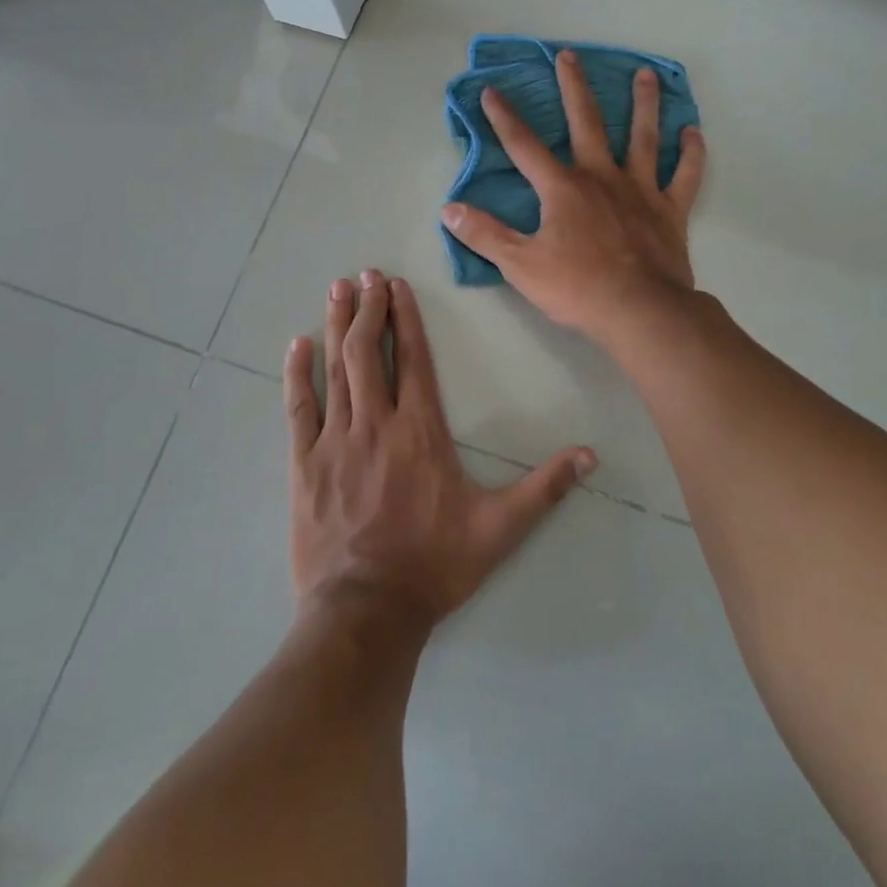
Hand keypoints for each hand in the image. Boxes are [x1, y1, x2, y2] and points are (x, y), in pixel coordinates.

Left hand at [285, 270, 596, 628]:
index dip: (406, 317)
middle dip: (368, 308)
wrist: (366, 612)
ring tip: (337, 290)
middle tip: (365, 274)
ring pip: (337, 369)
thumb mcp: (500, 528)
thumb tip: (590, 456)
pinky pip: (299, 409)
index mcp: (421, 431)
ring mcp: (336, 441)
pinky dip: (297, 374)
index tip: (396, 284)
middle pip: (370, 352)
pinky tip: (296, 345)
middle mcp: (376, 423)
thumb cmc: (434, 565)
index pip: (414, 359)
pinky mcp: (305, 464)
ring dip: (337, 326)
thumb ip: (544, 489)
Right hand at [439, 50, 705, 342]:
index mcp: (562, 188)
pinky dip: (690, 153)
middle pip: (586, 122)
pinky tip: (693, 131)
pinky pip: (684, 175)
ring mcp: (639, 190)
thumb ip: (484, 234)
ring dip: (643, 104)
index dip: (504, 117)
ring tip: (645, 74)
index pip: (524, 146)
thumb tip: (449, 209)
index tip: (492, 90)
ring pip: (642, 137)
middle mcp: (601, 177)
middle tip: (569, 56)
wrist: (639, 311)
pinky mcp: (669, 210)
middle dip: (573, 88)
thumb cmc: (577, 287)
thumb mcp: (519, 264)